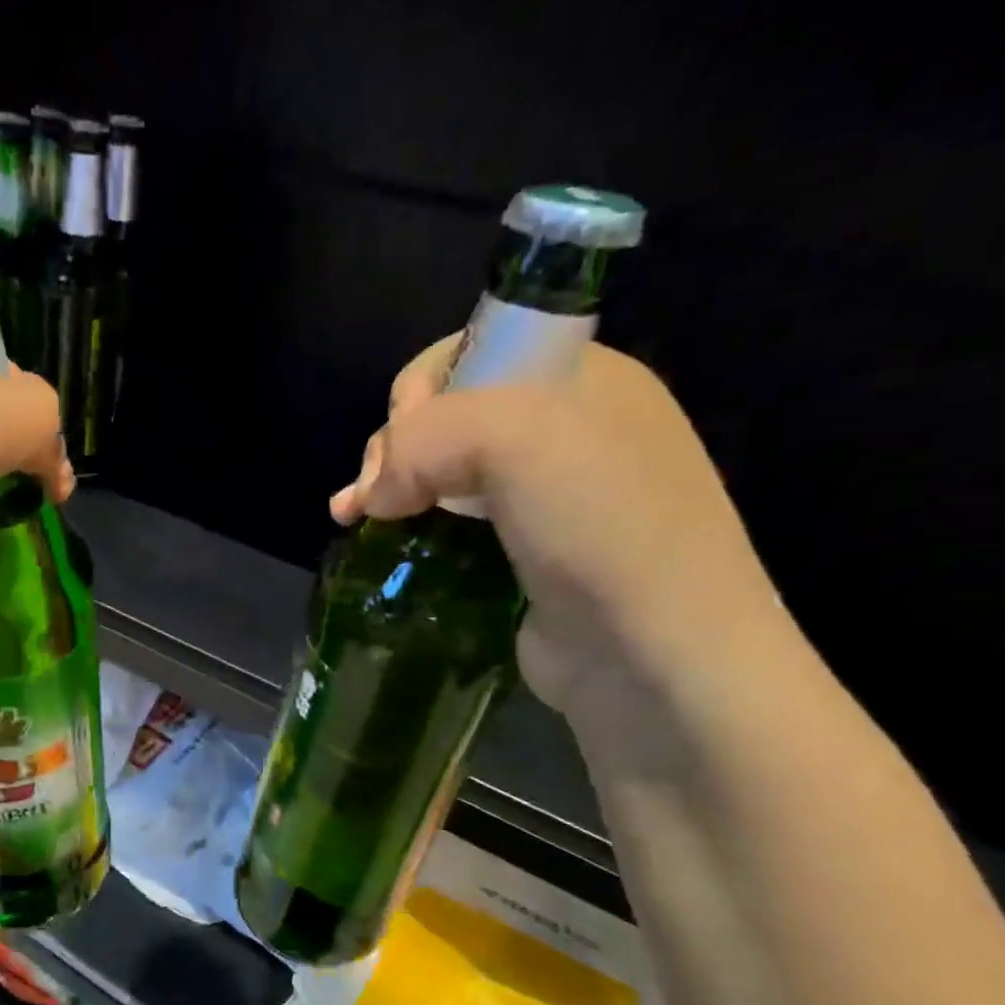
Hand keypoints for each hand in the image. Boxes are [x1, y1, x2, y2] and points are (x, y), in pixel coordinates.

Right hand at [332, 336, 790, 744]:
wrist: (654, 655)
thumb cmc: (600, 526)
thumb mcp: (516, 440)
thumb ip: (424, 438)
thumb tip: (373, 494)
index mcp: (579, 379)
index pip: (476, 350)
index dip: (424, 385)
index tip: (405, 438)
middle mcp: (561, 431)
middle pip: (447, 413)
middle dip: (395, 444)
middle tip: (374, 494)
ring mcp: (539, 497)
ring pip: (439, 469)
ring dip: (387, 486)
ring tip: (351, 518)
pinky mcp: (515, 554)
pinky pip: (445, 521)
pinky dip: (404, 526)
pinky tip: (373, 540)